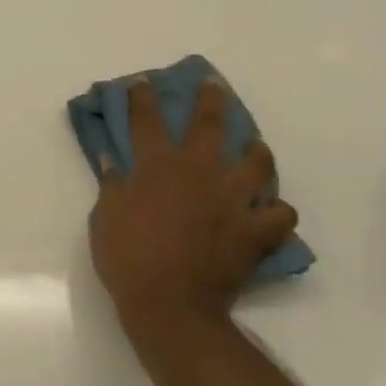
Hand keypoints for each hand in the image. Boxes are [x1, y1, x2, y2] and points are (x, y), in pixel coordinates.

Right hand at [89, 78, 297, 341]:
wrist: (168, 303)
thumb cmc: (126, 258)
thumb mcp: (104, 218)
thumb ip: (112, 184)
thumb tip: (112, 159)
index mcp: (157, 166)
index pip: (147, 120)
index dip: (143, 97)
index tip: (143, 82)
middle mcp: (198, 172)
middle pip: (210, 124)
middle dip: (211, 100)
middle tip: (214, 86)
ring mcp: (232, 199)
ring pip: (257, 162)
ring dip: (256, 152)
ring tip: (255, 149)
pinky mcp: (255, 230)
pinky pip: (281, 214)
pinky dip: (276, 213)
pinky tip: (270, 213)